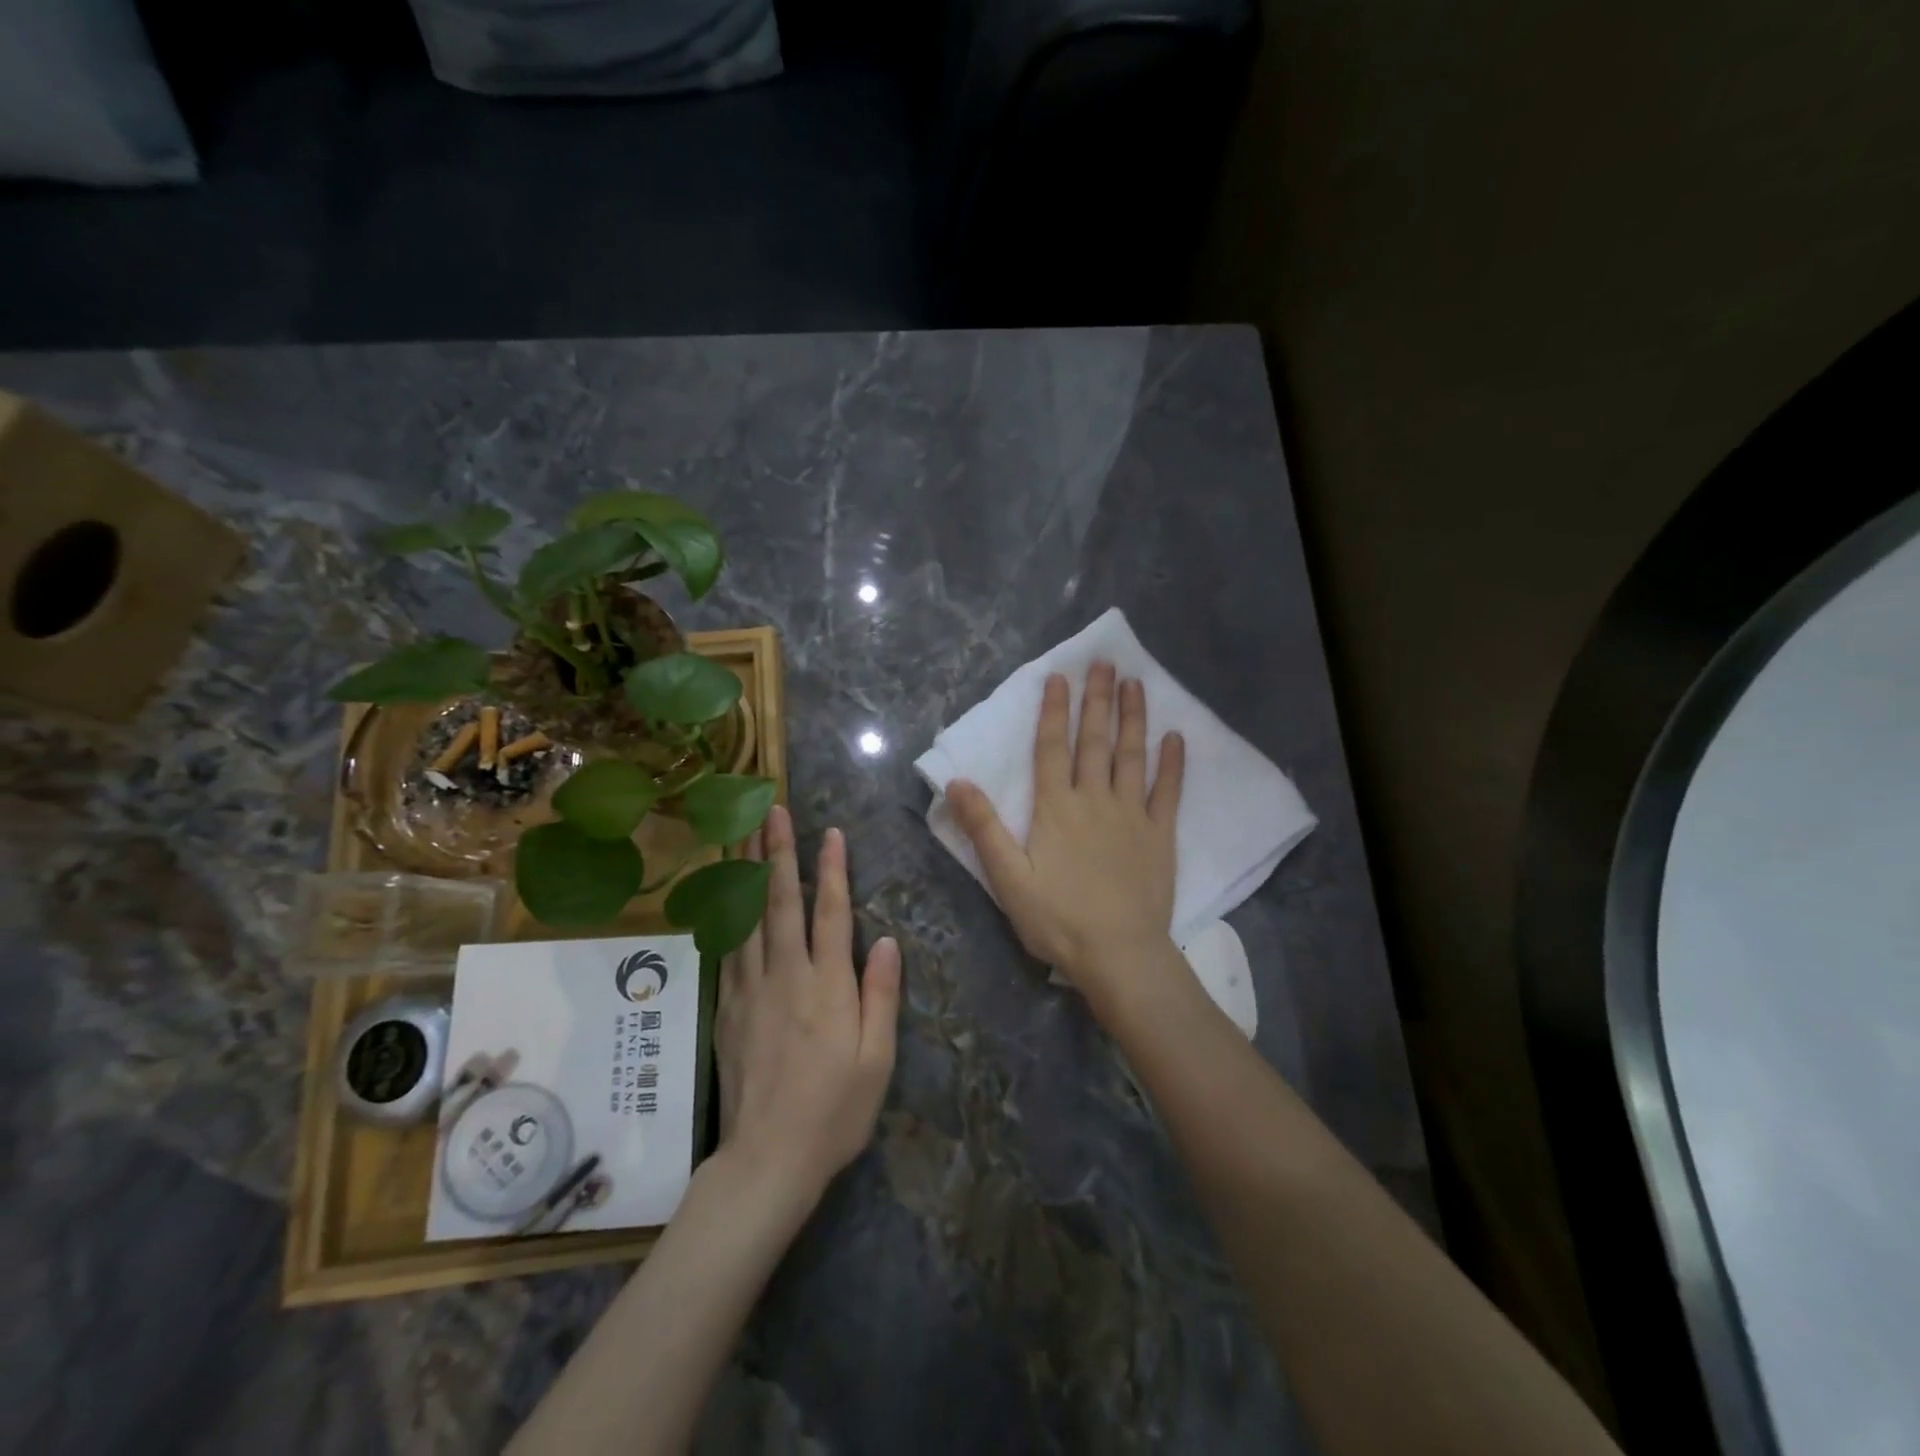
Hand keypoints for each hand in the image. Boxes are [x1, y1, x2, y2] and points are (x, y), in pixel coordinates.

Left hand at [716, 803, 900, 1209]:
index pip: (830, 914)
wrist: (767, 1159)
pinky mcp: (726, 1007)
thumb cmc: (835, 1111)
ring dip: (745, 871)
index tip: (830, 833)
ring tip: (741, 832)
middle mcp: (785, 976)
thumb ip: (880, 996)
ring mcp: (750, 989)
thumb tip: (886, 940)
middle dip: (778, 852)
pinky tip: (721, 893)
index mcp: (827, 987)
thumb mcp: (877, 1060)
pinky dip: (724, 913)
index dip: (832, 870)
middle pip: (781, 902)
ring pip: (746, 917)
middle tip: (772, 809)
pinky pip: (726, 948)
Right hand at [947, 661, 1184, 995]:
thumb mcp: (1007, 878)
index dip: (1055, 711)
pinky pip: (1168, 792)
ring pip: (1132, 756)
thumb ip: (984, 828)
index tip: (1060, 677)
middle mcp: (1095, 800)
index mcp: (1056, 809)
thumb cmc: (1058, 919)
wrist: (1119, 955)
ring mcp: (1132, 815)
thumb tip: (958, 782)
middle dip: (1098, 701)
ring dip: (1133, 719)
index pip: (1052, 748)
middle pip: (1095, 742)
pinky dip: (1172, 764)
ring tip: (1135, 684)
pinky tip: (1176, 738)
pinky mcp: (1160, 835)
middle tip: (1105, 663)